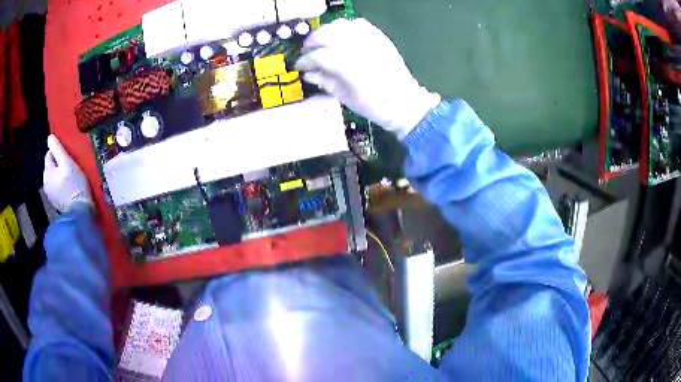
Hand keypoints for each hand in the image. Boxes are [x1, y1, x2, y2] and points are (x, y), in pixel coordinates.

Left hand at [43, 134, 92, 212]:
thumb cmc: (74, 184)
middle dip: (58, 164)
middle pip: (51, 167)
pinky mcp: (56, 203)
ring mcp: (51, 195)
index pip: (49, 154)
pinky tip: (70, 188)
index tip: (68, 156)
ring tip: (71, 177)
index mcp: (47, 172)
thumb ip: (57, 148)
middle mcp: (45, 183)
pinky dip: (62, 186)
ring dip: (60, 175)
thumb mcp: (67, 162)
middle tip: (70, 166)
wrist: (79, 211)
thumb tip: (50, 137)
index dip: (58, 152)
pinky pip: (57, 188)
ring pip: (54, 178)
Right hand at [296, 18, 440, 139]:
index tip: (299, 65)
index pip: (319, 56)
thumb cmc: (374, 105)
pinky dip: (346, 27)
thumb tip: (307, 73)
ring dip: (327, 31)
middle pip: (327, 34)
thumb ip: (324, 81)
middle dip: (312, 41)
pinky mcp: (380, 38)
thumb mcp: (345, 97)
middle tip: (307, 51)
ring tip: (322, 41)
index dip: (305, 60)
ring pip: (341, 25)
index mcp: (349, 67)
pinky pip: (359, 24)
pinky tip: (341, 36)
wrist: (404, 102)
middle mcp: (359, 48)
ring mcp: (371, 41)